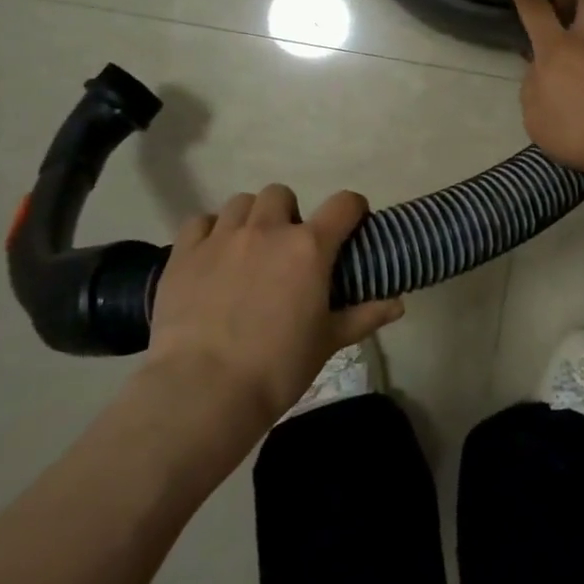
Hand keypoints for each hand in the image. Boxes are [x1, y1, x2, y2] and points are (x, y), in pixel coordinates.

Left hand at [145, 187, 401, 426]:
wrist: (204, 389)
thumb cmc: (278, 366)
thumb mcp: (328, 342)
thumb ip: (364, 316)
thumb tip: (398, 303)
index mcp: (309, 247)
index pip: (343, 204)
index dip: (353, 209)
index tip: (351, 224)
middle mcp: (267, 230)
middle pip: (282, 194)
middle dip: (289, 213)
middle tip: (288, 247)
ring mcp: (222, 237)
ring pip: (240, 202)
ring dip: (250, 217)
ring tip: (249, 248)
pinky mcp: (185, 253)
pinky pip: (199, 221)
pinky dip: (210, 231)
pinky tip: (212, 255)